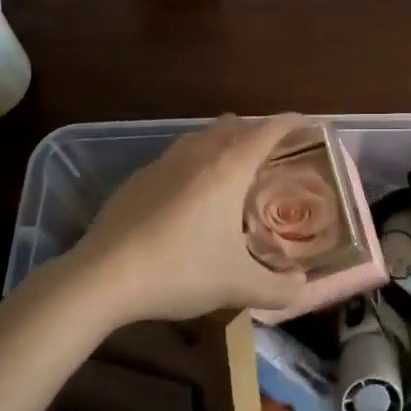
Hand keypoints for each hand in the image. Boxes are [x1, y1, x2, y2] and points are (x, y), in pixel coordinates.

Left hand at [71, 115, 309, 322]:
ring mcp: (164, 162)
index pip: (268, 130)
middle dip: (257, 131)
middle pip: (235, 125)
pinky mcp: (138, 178)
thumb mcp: (237, 286)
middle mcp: (200, 153)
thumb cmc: (181, 270)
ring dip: (222, 140)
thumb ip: (277, 287)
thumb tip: (301, 286)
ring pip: (202, 135)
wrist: (103, 276)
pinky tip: (188, 191)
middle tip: (272, 152)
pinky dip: (193, 161)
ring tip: (232, 163)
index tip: (307, 123)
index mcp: (230, 168)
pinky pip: (176, 156)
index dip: (290, 122)